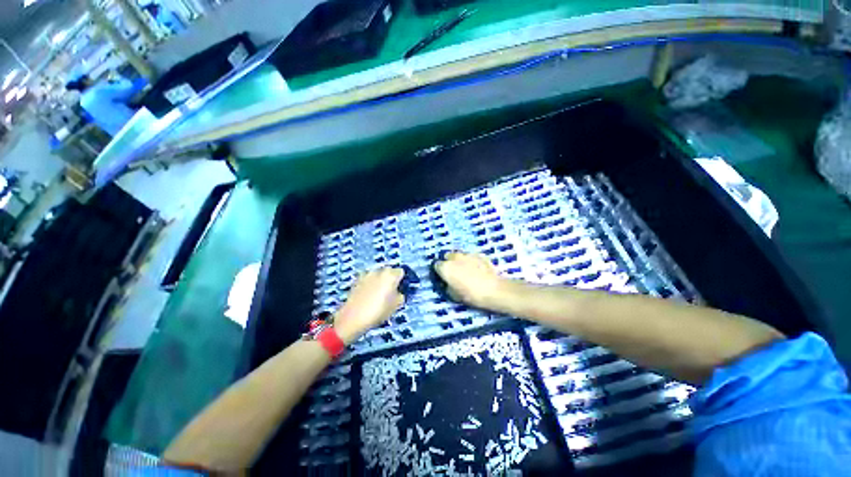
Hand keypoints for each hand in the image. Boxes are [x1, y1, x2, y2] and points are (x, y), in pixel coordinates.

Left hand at [334, 267, 404, 344]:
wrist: (352, 318)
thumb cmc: (378, 311)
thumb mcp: (396, 306)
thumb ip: (401, 295)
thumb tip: (400, 292)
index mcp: (391, 275)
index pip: (401, 272)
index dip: (402, 280)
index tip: (402, 288)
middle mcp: (379, 271)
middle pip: (389, 271)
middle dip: (391, 279)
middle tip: (391, 292)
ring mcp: (366, 275)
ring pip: (378, 275)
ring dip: (380, 281)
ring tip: (379, 294)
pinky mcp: (357, 280)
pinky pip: (368, 280)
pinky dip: (370, 284)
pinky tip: (368, 296)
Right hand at [434, 252, 507, 308]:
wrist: (494, 290)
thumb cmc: (471, 294)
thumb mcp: (454, 295)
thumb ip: (447, 286)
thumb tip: (447, 283)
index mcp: (445, 267)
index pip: (436, 265)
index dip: (439, 271)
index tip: (443, 277)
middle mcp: (454, 257)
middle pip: (447, 257)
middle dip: (449, 263)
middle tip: (454, 273)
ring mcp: (467, 254)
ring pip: (459, 255)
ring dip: (459, 261)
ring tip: (466, 271)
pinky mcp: (479, 254)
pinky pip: (471, 257)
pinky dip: (471, 261)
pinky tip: (477, 270)